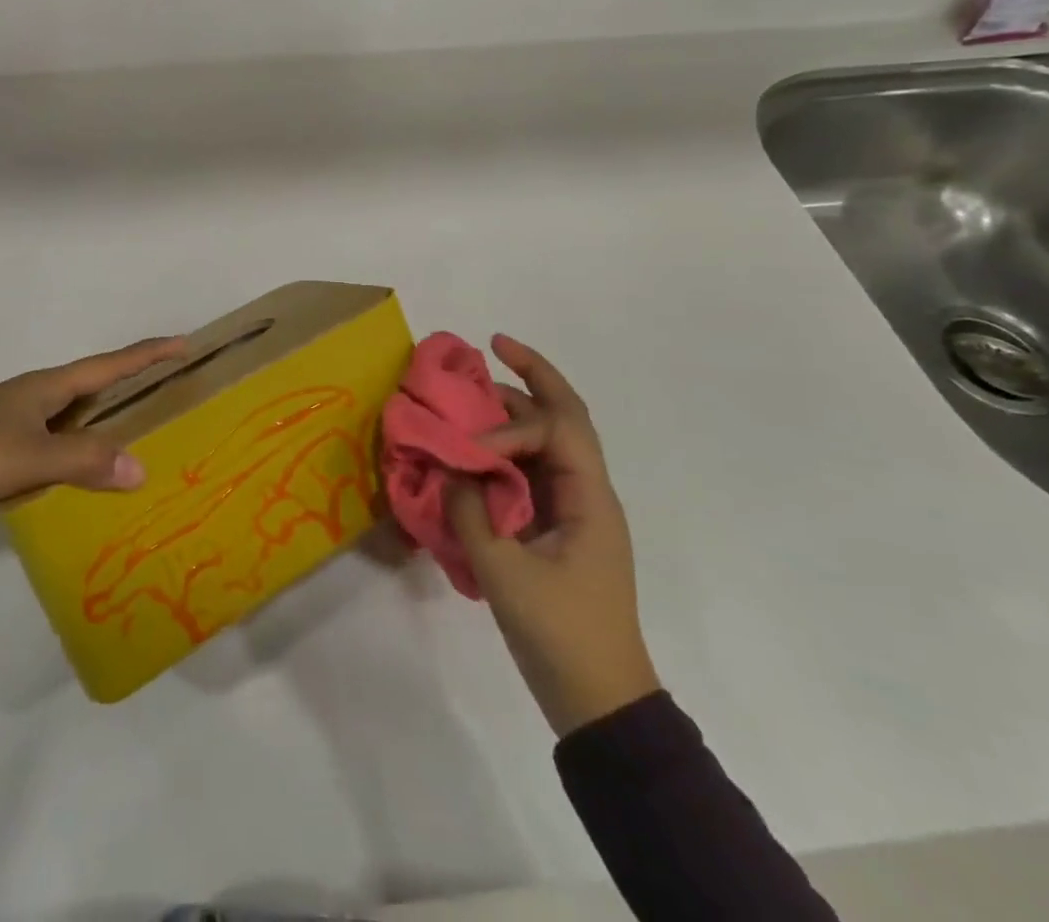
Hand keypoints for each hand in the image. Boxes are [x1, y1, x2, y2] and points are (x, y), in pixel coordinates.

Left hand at [0, 336, 187, 525]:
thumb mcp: (28, 457)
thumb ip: (84, 461)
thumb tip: (141, 468)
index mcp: (46, 386)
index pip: (109, 364)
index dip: (148, 353)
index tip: (184, 342)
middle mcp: (36, 395)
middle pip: (96, 383)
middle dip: (135, 383)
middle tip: (173, 389)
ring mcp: (18, 420)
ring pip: (76, 413)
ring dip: (108, 418)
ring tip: (144, 431)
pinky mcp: (4, 446)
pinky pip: (58, 439)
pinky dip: (83, 448)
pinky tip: (91, 470)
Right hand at [447, 334, 660, 736]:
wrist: (600, 703)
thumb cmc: (561, 635)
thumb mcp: (505, 574)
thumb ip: (469, 513)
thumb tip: (447, 470)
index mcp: (590, 497)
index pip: (554, 430)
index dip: (508, 426)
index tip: (471, 448)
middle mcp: (588, 492)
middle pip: (566, 417)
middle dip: (533, 376)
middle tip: (494, 345)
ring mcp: (575, 510)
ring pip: (549, 441)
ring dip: (518, 410)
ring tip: (477, 389)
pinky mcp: (558, 530)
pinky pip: (534, 472)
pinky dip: (508, 450)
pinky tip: (476, 448)